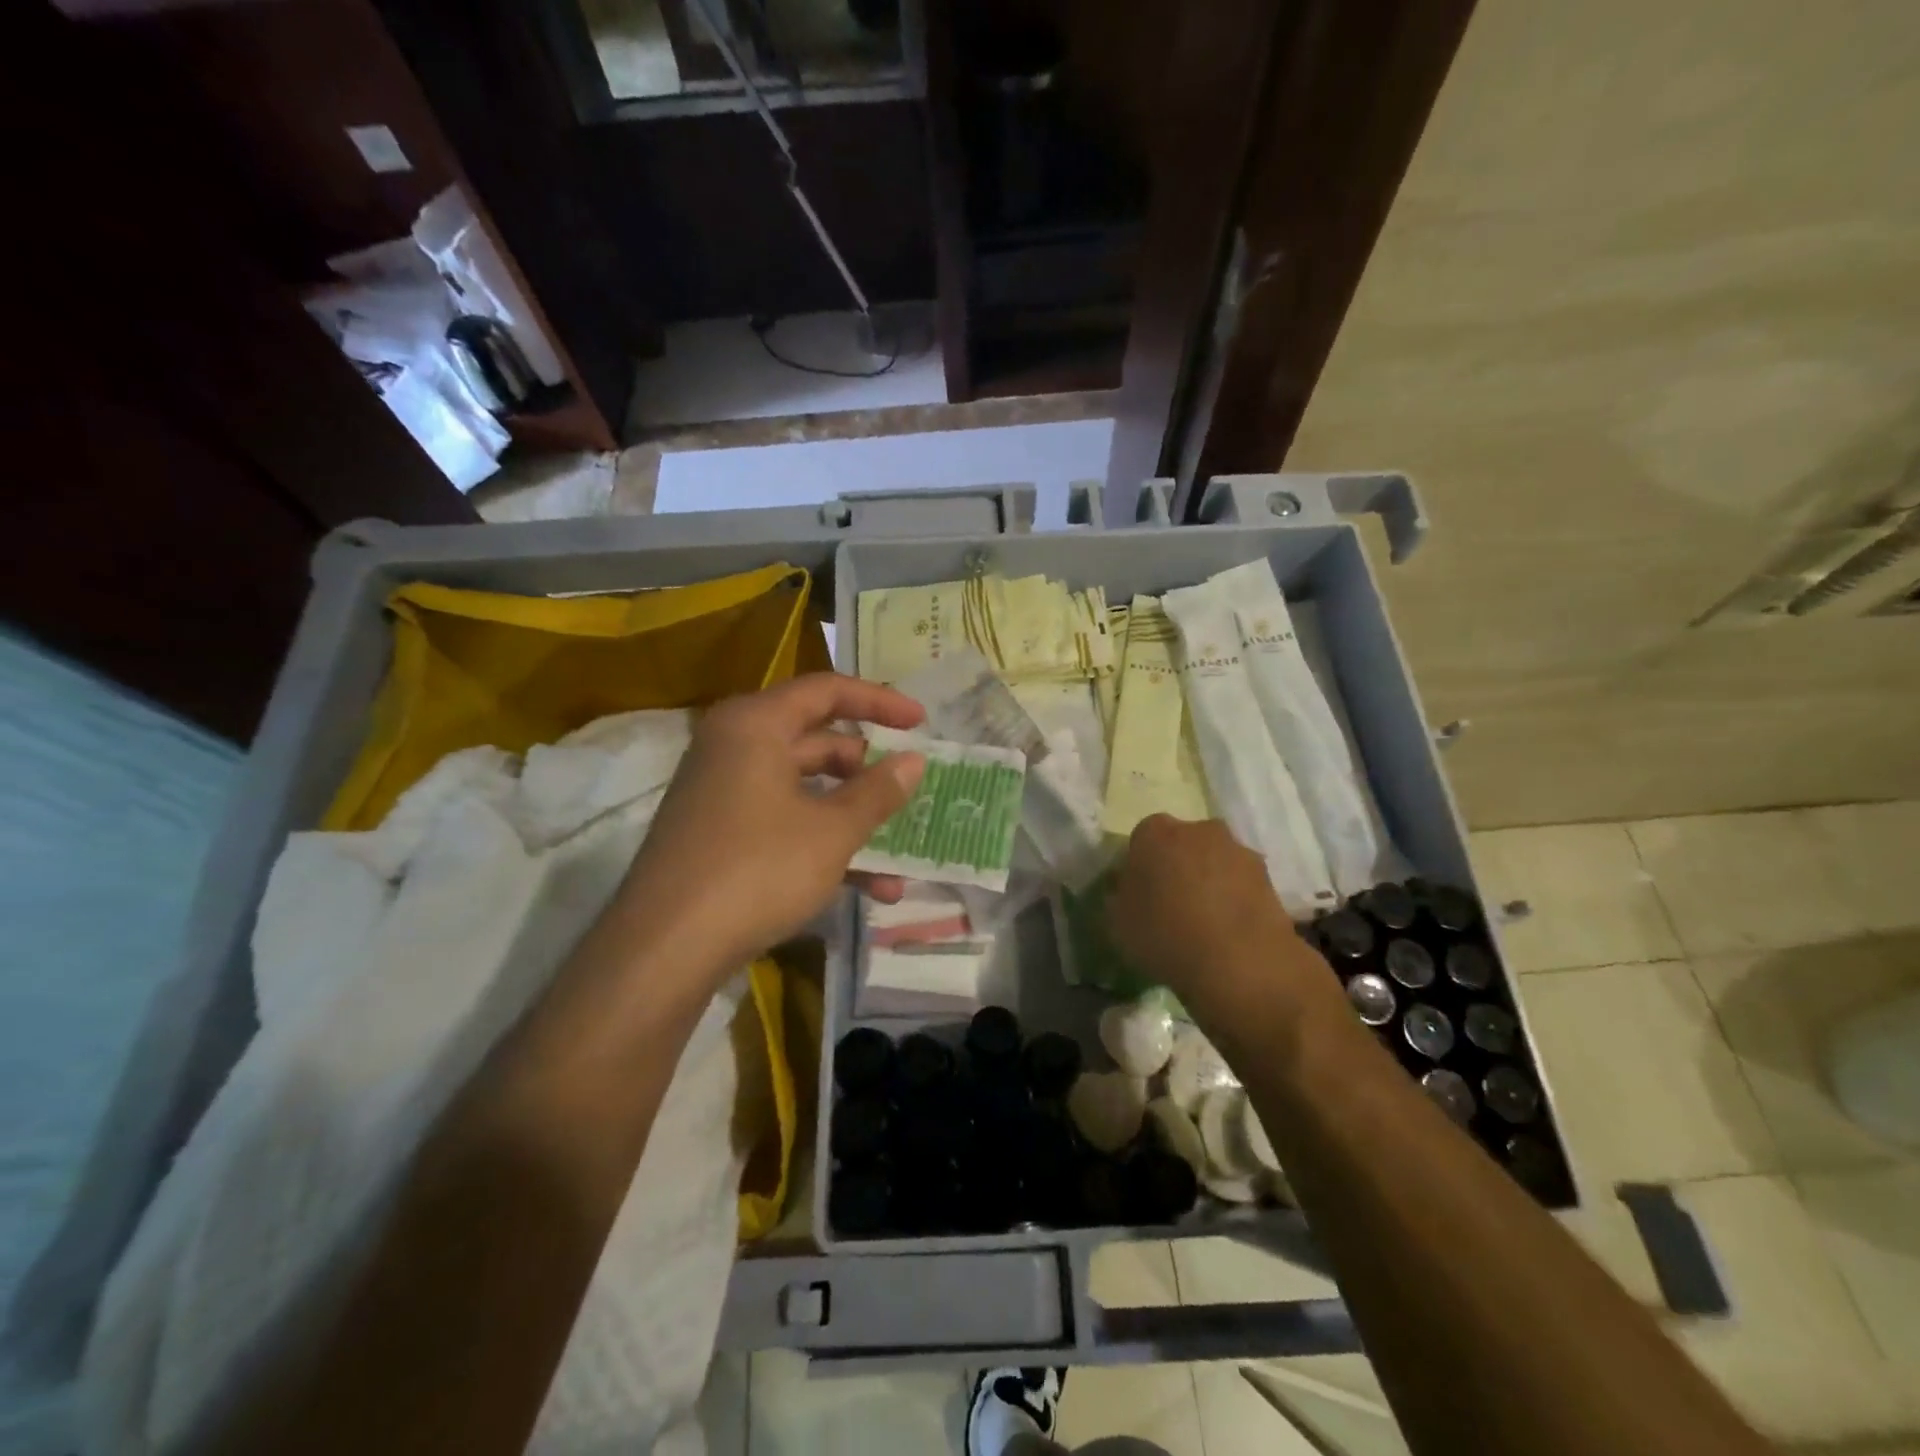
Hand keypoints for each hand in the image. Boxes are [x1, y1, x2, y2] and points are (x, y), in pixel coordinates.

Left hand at [619, 673, 926, 974]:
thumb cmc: (757, 869)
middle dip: (869, 771)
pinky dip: (823, 844)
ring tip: (901, 856)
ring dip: (853, 820)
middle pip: (817, 742)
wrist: (665, 949)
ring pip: (805, 791)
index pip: (827, 691)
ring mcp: (724, 793)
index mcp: (755, 725)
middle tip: (910, 789)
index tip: (921, 721)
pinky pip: (784, 822)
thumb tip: (915, 761)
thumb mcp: (832, 831)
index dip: (880, 702)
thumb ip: (878, 792)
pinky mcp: (721, 835)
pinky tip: (869, 887)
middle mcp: (735, 747)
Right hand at [1106, 815, 1338, 1027]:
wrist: (1239, 962)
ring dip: (1208, 881)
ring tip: (1204, 923)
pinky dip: (1234, 899)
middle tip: (1171, 904)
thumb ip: (1118, 896)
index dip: (1139, 866)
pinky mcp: (1269, 877)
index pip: (1141, 839)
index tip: (1139, 894)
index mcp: (1154, 832)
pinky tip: (1228, 931)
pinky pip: (1240, 884)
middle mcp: (1198, 828)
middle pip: (1182, 843)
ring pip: (1214, 861)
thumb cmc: (1165, 935)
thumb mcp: (1117, 922)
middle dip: (1176, 866)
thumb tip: (1125, 887)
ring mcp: (1238, 850)